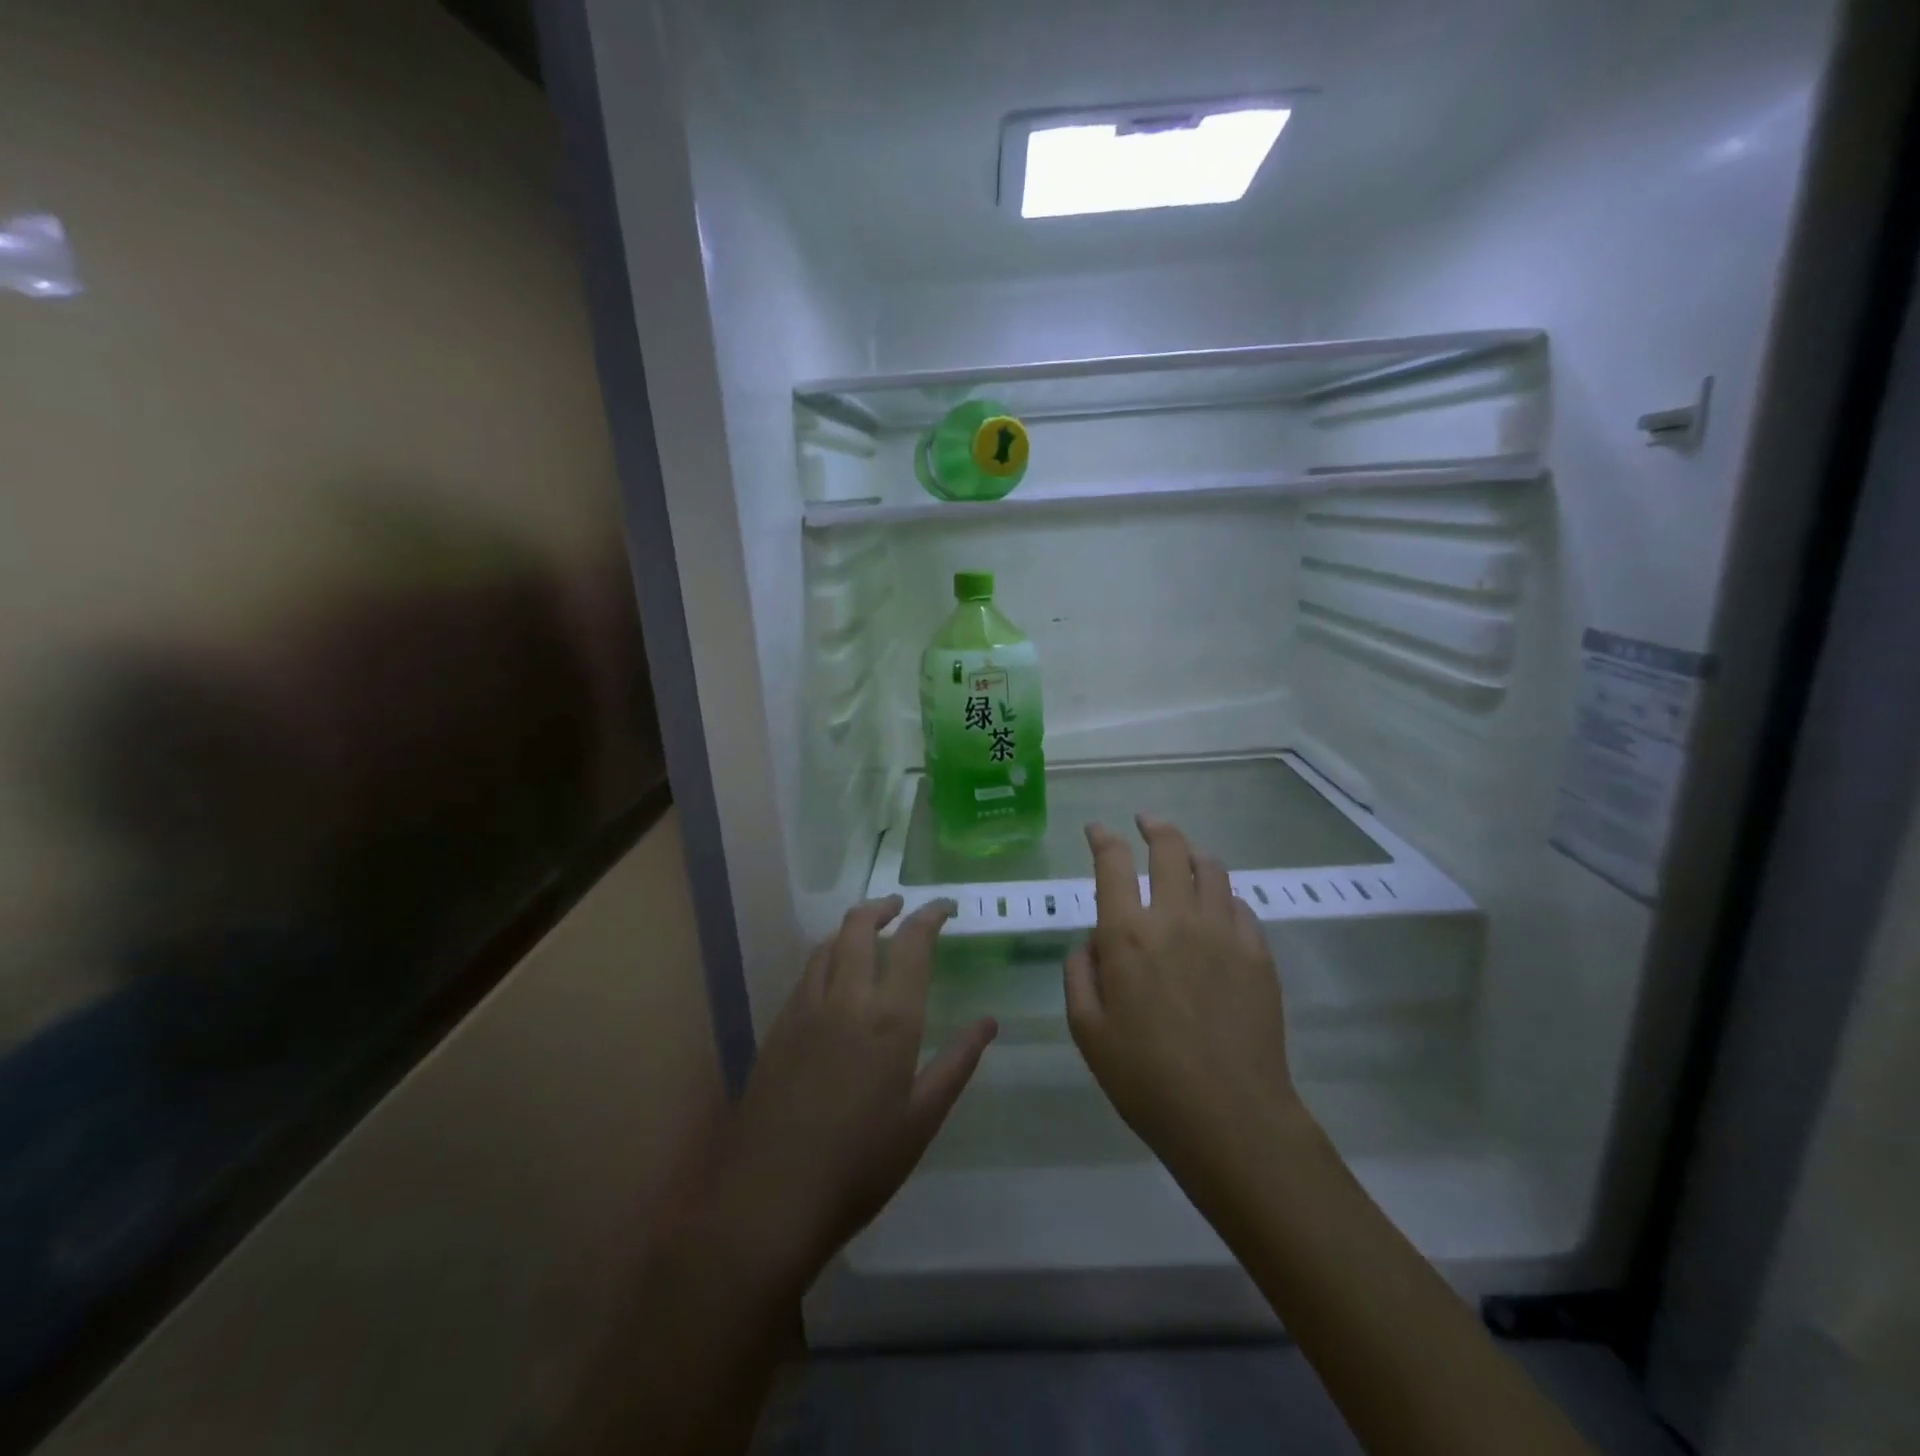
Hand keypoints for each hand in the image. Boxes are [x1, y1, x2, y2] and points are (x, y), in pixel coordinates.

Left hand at [693, 896, 995, 1291]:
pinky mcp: (778, 1026)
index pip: (913, 942)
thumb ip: (957, 1062)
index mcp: (891, 1017)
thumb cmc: (860, 1164)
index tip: (946, 906)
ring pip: (827, 944)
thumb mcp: (922, 1119)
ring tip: (868, 933)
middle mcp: (847, 998)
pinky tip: (834, 978)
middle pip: (859, 926)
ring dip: (851, 928)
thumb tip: (989, 1022)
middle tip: (900, 907)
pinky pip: (807, 972)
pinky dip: (827, 955)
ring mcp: (806, 1008)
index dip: (931, 915)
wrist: (770, 1197)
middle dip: (883, 907)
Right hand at [1065, 816, 1309, 1194]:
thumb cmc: (1145, 1079)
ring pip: (1211, 867)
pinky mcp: (1257, 952)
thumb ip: (1080, 974)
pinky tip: (1216, 907)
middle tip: (1146, 821)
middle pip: (1169, 849)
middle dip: (1154, 826)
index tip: (1098, 829)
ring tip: (1183, 855)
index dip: (1103, 838)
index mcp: (1127, 935)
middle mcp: (1176, 919)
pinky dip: (1222, 895)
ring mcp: (1223, 932)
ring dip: (1192, 852)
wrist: (1230, 1117)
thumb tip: (1092, 942)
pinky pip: (1239, 904)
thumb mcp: (1087, 1031)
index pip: (1113, 863)